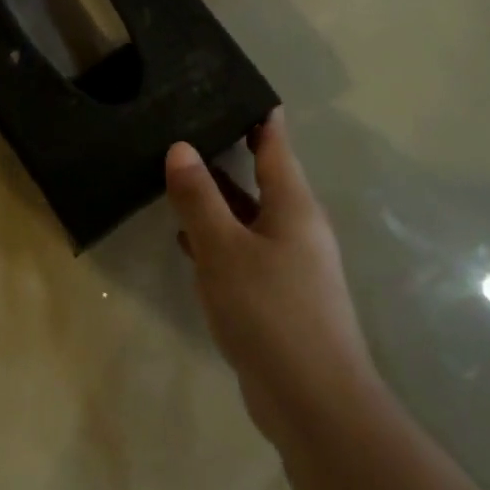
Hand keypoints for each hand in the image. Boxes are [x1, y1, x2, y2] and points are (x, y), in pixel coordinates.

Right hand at [166, 110, 377, 442]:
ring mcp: (289, 265)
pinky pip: (244, 251)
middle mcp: (296, 228)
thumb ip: (199, 199)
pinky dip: (217, 239)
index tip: (233, 87)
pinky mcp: (277, 296)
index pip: (275, 144)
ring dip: (217, 200)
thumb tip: (181, 147)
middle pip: (261, 178)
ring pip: (248, 217)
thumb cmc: (270, 312)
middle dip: (227, 154)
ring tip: (176, 175)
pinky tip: (186, 240)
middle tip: (186, 127)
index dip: (258, 115)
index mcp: (293, 205)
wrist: (314, 402)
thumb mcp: (224, 249)